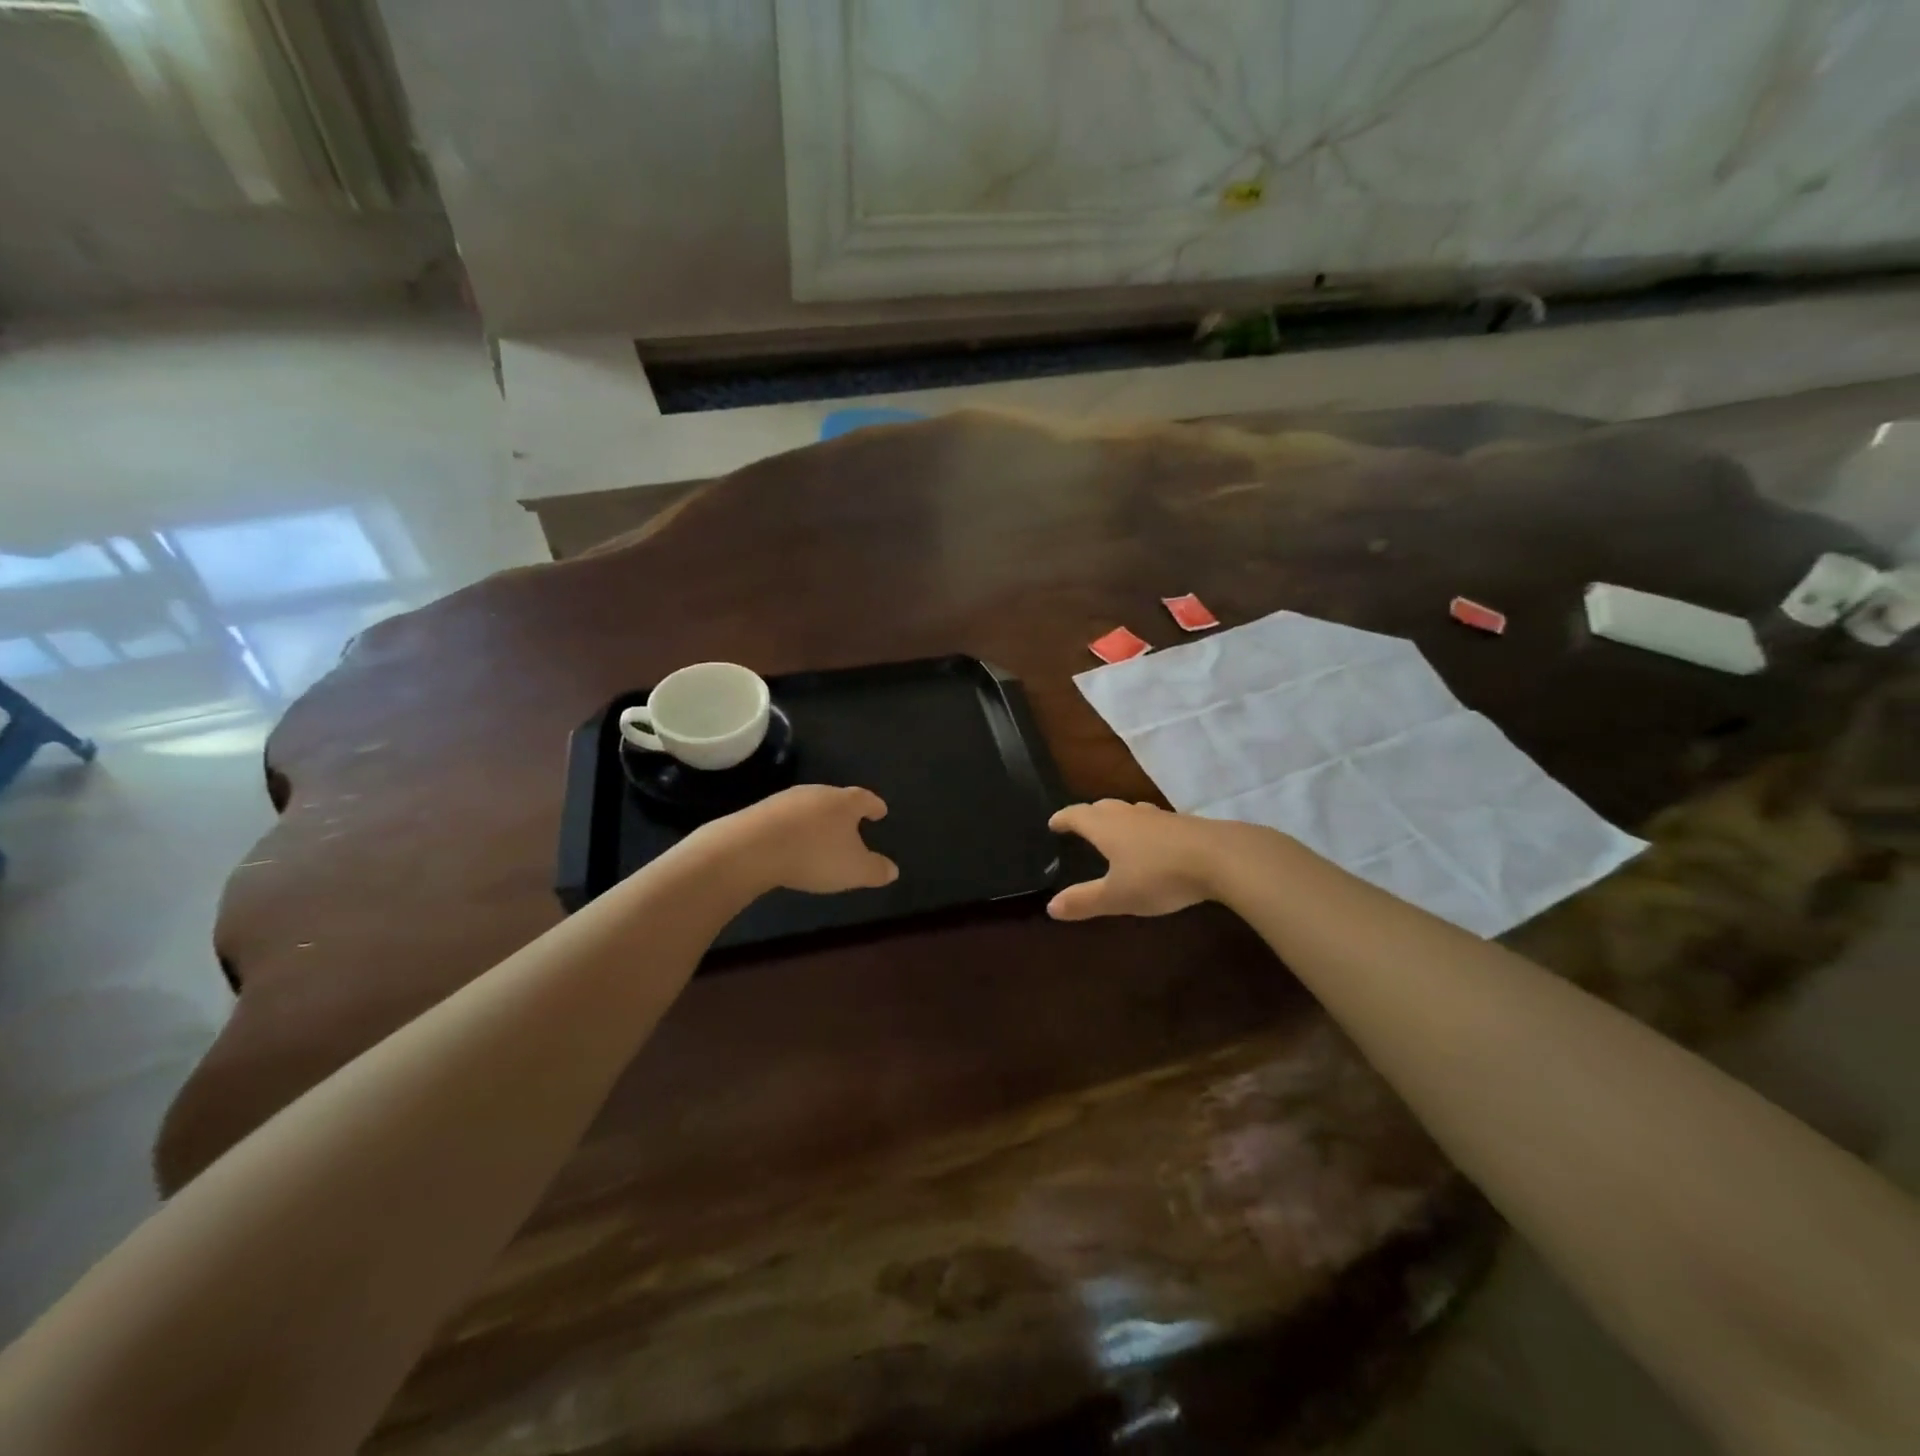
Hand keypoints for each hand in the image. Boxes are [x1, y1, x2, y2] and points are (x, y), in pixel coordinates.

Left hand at [698, 784, 897, 894]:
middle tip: (852, 825)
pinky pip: (786, 818)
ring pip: (810, 807)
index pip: (865, 799)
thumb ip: (876, 869)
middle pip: (836, 799)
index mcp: (844, 802)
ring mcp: (786, 800)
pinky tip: (792, 843)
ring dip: (817, 819)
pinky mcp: (761, 811)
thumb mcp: (854, 870)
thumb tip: (893, 869)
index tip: (881, 811)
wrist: (752, 848)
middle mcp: (817, 793)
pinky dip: (794, 828)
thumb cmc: (814, 855)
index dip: (874, 806)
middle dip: (845, 812)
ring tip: (821, 836)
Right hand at [1046, 800, 1222, 919]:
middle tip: (1080, 825)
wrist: (1220, 857)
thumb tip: (1050, 907)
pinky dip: (1143, 827)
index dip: (1063, 819)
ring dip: (1117, 817)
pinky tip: (1153, 841)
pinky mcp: (1184, 824)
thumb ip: (1084, 901)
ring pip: (1130, 811)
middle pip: (1103, 807)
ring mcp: (1159, 817)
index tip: (1053, 823)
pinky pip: (1153, 820)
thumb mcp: (1117, 896)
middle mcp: (1129, 815)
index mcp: (1106, 827)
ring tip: (1115, 829)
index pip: (1077, 815)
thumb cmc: (1159, 875)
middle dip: (1088, 815)